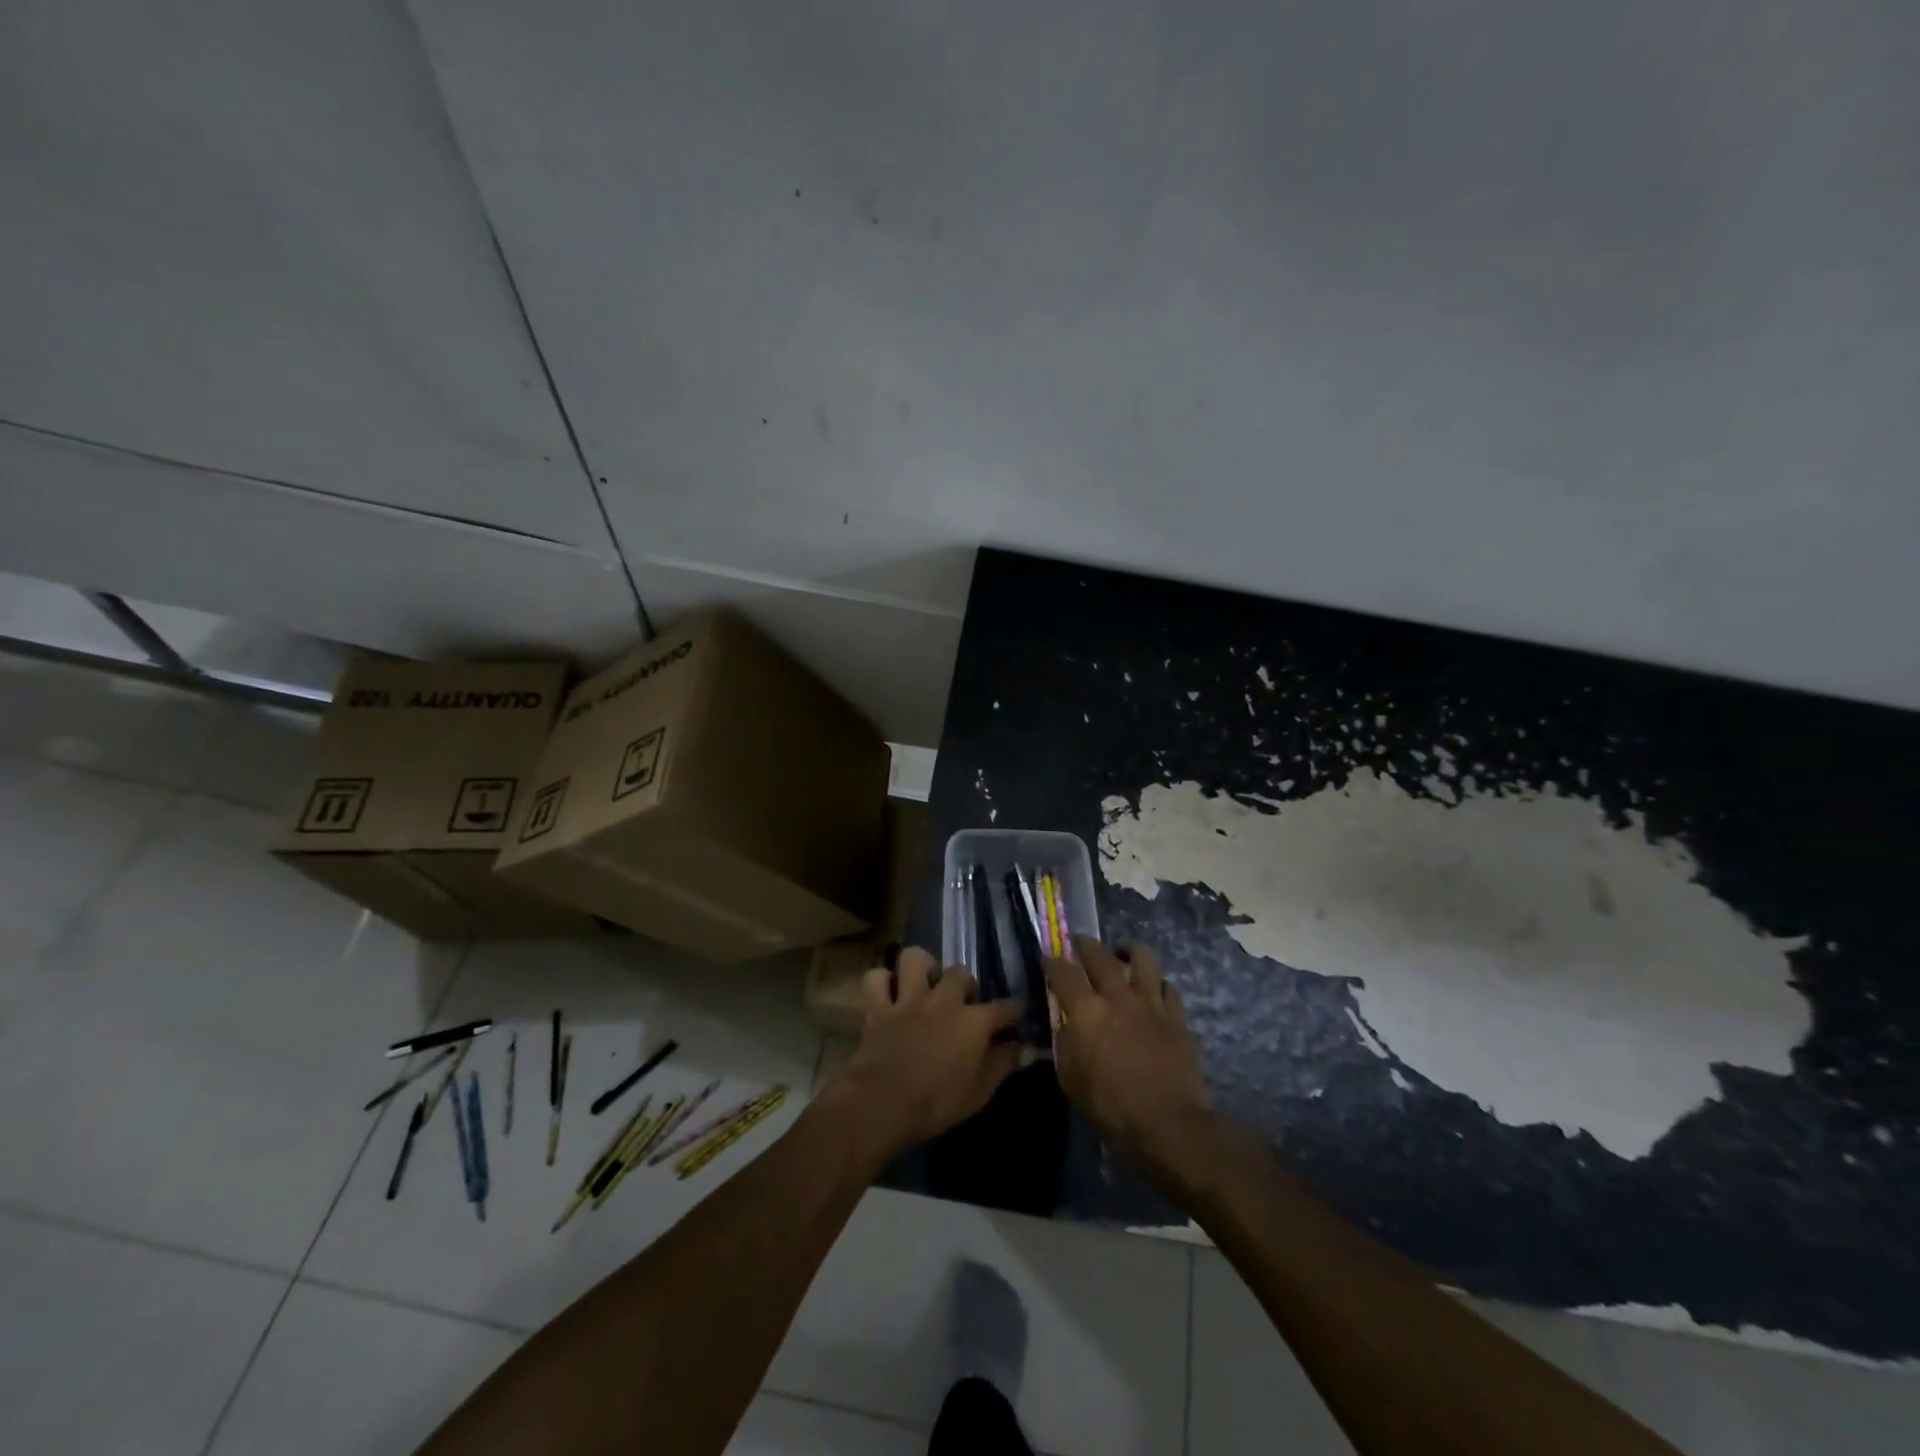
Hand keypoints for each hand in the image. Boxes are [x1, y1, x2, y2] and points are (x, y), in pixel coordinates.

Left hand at [823, 947, 1021, 1162]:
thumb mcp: (979, 1092)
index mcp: (974, 1022)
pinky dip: (881, 982)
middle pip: (961, 973)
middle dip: (965, 985)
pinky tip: (888, 994)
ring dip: (921, 968)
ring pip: (915, 959)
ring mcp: (909, 999)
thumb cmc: (936, 1104)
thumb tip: (1023, 1049)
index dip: (1014, 1011)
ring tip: (925, 985)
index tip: (1016, 1016)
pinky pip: (876, 978)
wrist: (882, 1104)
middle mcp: (944, 1000)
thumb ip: (1002, 1064)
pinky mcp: (879, 1006)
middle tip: (963, 1003)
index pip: (1004, 1007)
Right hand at [1044, 938, 1210, 1184]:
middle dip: (1085, 945)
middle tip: (1080, 944)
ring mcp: (1151, 1002)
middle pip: (1099, 954)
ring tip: (1122, 955)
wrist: (1168, 1124)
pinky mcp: (1176, 1016)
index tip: (1047, 959)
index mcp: (1086, 1011)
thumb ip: (1064, 1043)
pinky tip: (1152, 992)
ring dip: (1128, 952)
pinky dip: (1156, 984)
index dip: (1051, 962)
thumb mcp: (1070, 1079)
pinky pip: (1167, 987)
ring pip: (1142, 957)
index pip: (1062, 972)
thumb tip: (1065, 1025)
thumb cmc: (1111, 1107)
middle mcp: (1117, 996)